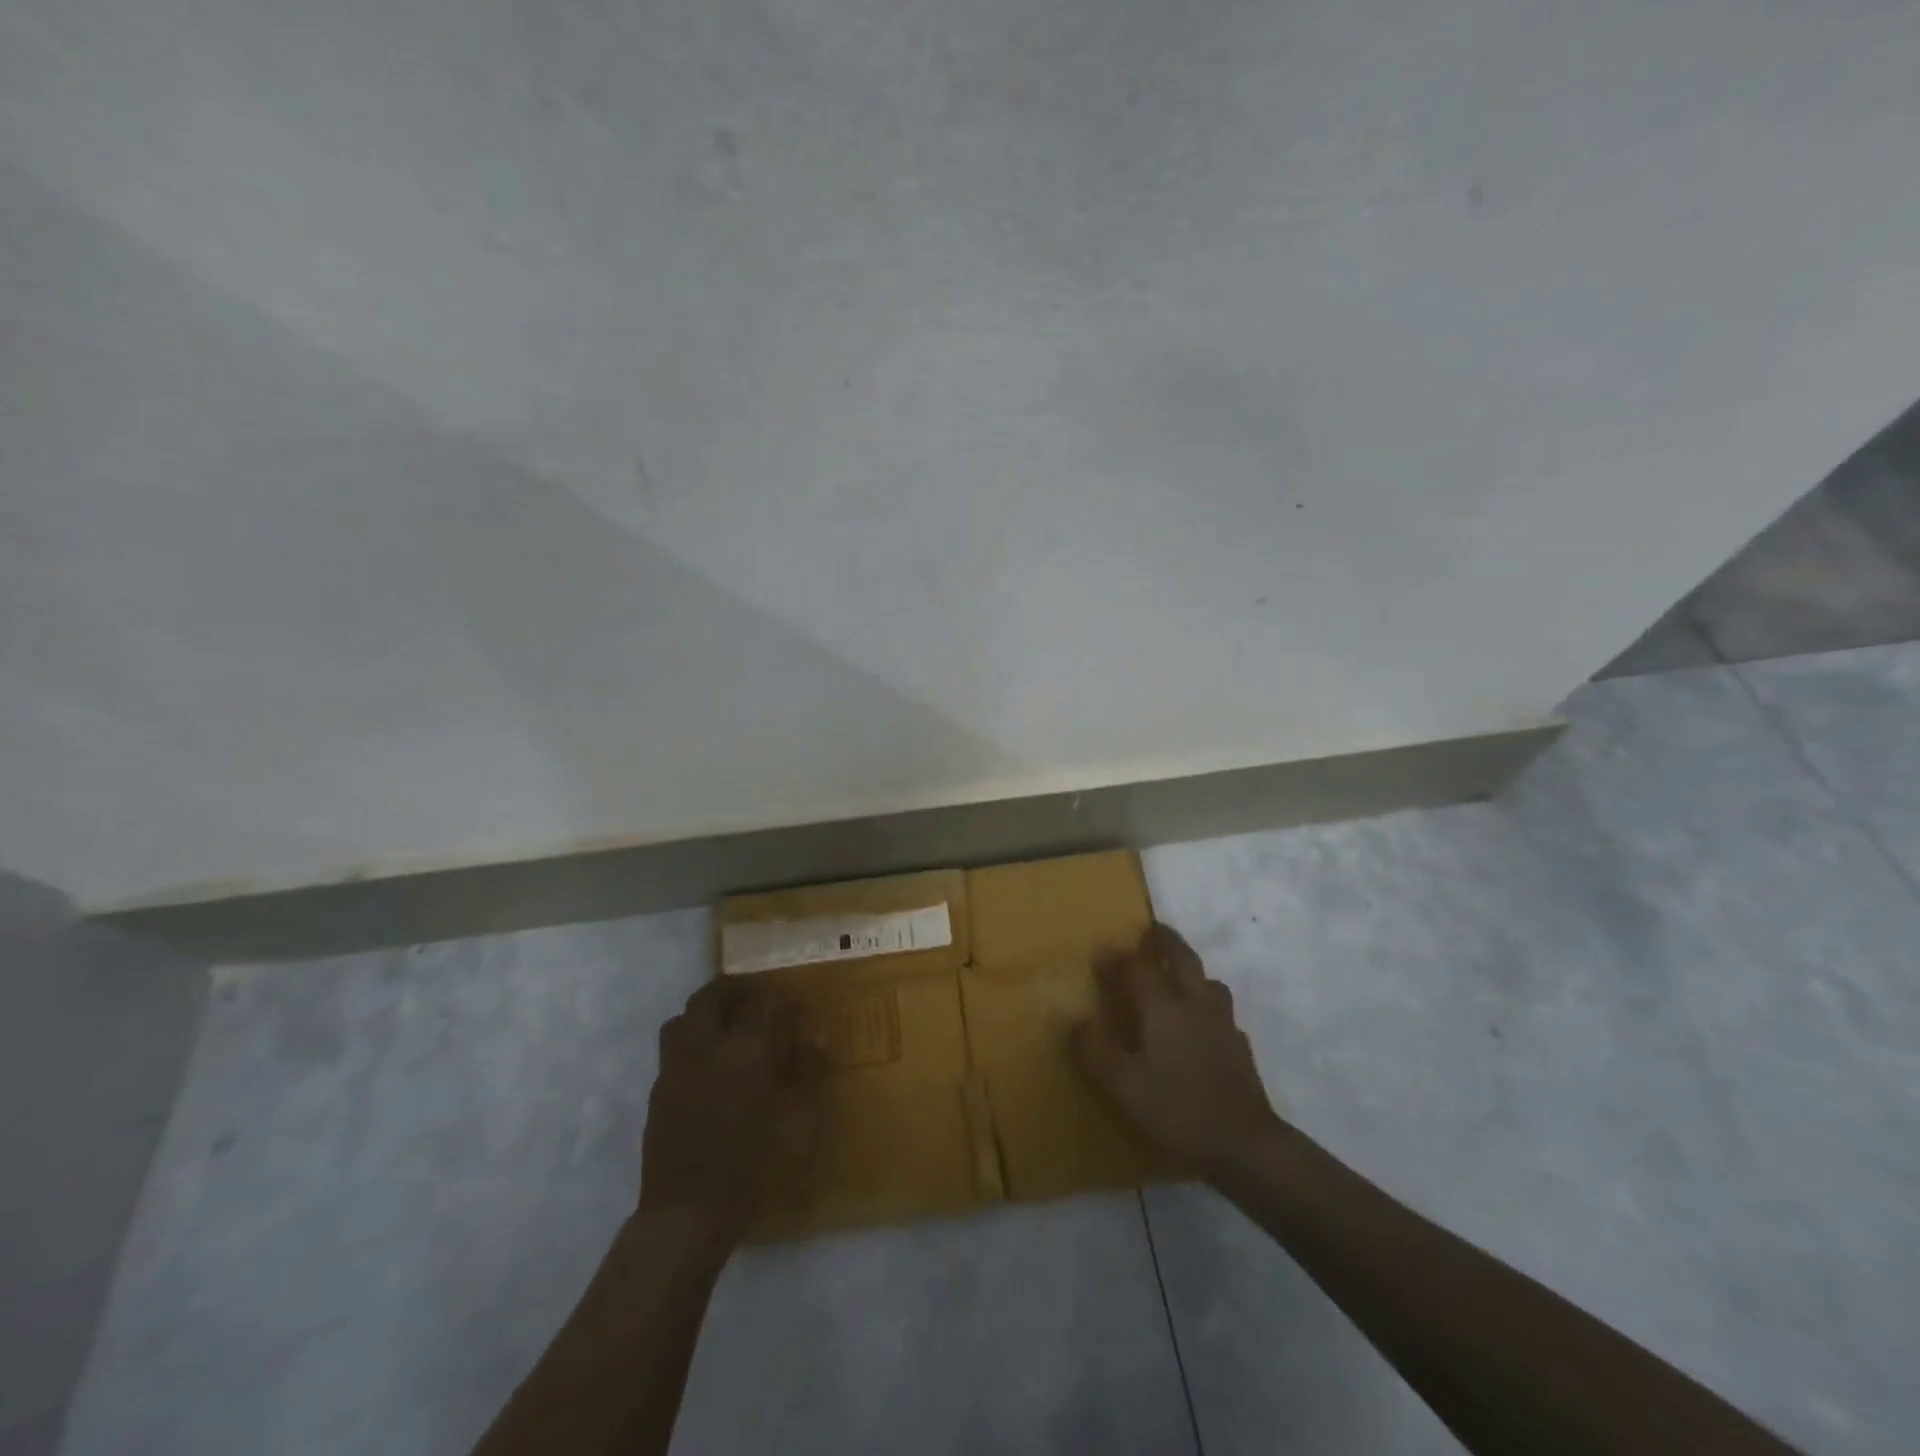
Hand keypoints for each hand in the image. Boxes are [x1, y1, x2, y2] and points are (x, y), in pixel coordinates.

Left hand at [640, 982, 825, 1237]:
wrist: (688, 1212)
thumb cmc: (753, 1164)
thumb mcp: (798, 1119)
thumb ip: (808, 1070)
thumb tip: (815, 1034)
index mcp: (744, 1047)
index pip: (759, 1001)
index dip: (776, 997)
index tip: (790, 1005)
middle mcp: (705, 1046)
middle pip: (709, 997)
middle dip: (730, 991)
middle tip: (751, 1000)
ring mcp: (675, 1069)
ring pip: (681, 1020)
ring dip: (702, 1014)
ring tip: (723, 1029)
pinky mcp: (658, 1094)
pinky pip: (672, 1053)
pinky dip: (689, 1046)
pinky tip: (706, 1070)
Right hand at [1072, 922, 1282, 1181]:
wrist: (1245, 1145)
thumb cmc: (1176, 1109)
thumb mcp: (1122, 1084)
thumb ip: (1095, 1049)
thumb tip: (1074, 1020)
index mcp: (1163, 1007)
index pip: (1139, 967)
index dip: (1120, 957)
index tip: (1104, 951)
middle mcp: (1195, 1004)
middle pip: (1182, 959)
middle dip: (1166, 941)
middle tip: (1153, 930)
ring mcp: (1223, 1025)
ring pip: (1209, 982)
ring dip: (1192, 971)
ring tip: (1179, 977)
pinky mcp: (1240, 1048)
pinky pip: (1222, 1013)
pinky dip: (1208, 1006)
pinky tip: (1202, 1026)